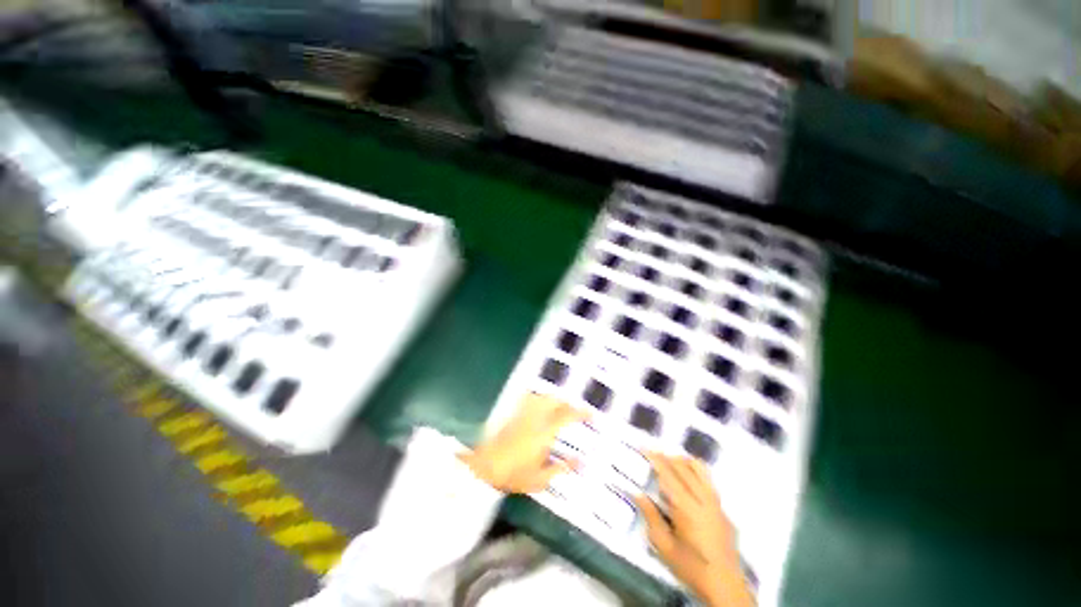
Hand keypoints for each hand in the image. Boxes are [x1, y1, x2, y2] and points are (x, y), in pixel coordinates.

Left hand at [460, 394, 586, 493]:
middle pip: (555, 401)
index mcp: (544, 433)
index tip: (590, 413)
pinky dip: (537, 397)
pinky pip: (528, 399)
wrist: (485, 467)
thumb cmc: (514, 475)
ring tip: (560, 405)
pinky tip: (539, 401)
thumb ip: (562, 468)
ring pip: (542, 397)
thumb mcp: (541, 479)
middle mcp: (535, 418)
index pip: (567, 416)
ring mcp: (523, 414)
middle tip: (575, 410)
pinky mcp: (514, 414)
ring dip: (554, 399)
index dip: (580, 413)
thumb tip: (581, 462)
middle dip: (568, 402)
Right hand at [634, 454, 753, 606]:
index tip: (643, 448)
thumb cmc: (690, 567)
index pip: (668, 475)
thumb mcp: (664, 547)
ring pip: (699, 469)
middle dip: (666, 456)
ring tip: (669, 460)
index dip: (655, 458)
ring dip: (682, 460)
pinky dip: (695, 469)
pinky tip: (687, 475)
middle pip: (683, 467)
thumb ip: (651, 516)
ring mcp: (715, 502)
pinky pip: (708, 479)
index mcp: (686, 509)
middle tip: (652, 453)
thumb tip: (636, 492)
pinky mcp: (722, 508)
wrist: (725, 586)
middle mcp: (702, 499)